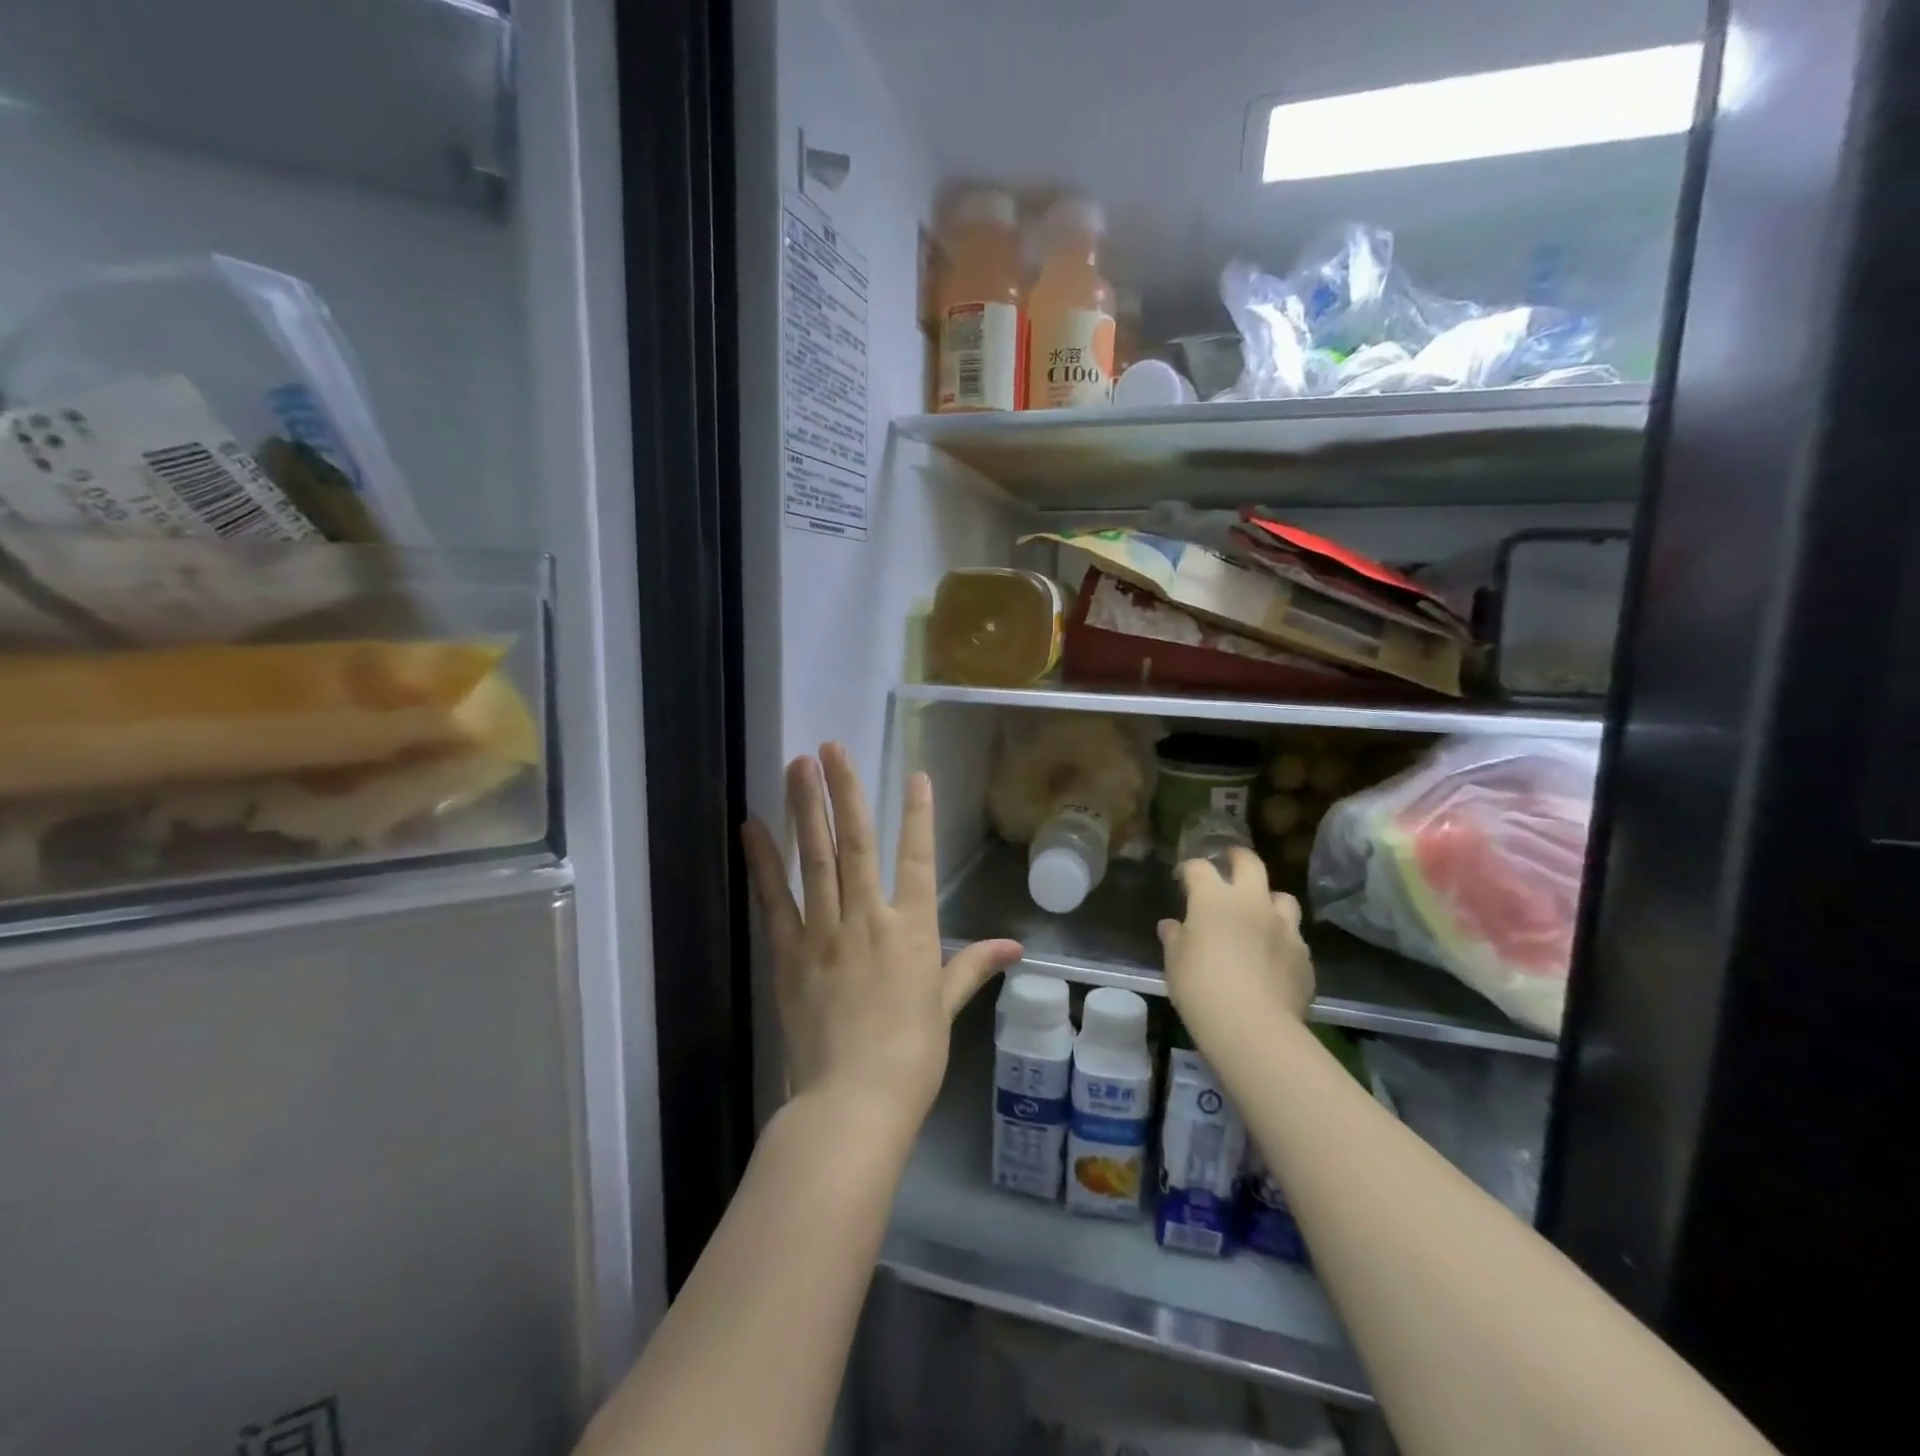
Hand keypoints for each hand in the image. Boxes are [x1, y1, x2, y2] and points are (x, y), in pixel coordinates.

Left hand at [741, 743, 1022, 1134]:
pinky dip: (763, 862)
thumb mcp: (946, 1007)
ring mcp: (825, 933)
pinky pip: (775, 899)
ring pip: (816, 859)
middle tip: (832, 748)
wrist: (854, 1101)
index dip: (918, 815)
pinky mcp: (790, 953)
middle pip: (857, 844)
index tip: (915, 776)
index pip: (918, 859)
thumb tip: (1014, 948)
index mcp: (912, 930)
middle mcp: (868, 919)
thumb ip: (972, 967)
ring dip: (807, 810)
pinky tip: (752, 827)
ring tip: (798, 766)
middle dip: (847, 792)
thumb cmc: (912, 1056)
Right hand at [1159, 848, 1313, 1048]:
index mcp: (1213, 899)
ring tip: (1259, 913)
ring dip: (1268, 900)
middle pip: (1250, 863)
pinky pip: (1294, 936)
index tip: (1183, 878)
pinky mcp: (1303, 955)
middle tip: (1229, 862)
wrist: (1253, 1027)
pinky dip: (1282, 938)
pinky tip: (1273, 955)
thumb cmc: (1201, 988)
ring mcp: (1283, 927)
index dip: (1189, 869)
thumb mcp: (1175, 962)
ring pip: (1282, 897)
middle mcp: (1251, 902)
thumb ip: (1175, 938)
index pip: (1199, 868)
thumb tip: (1172, 926)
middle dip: (1237, 857)